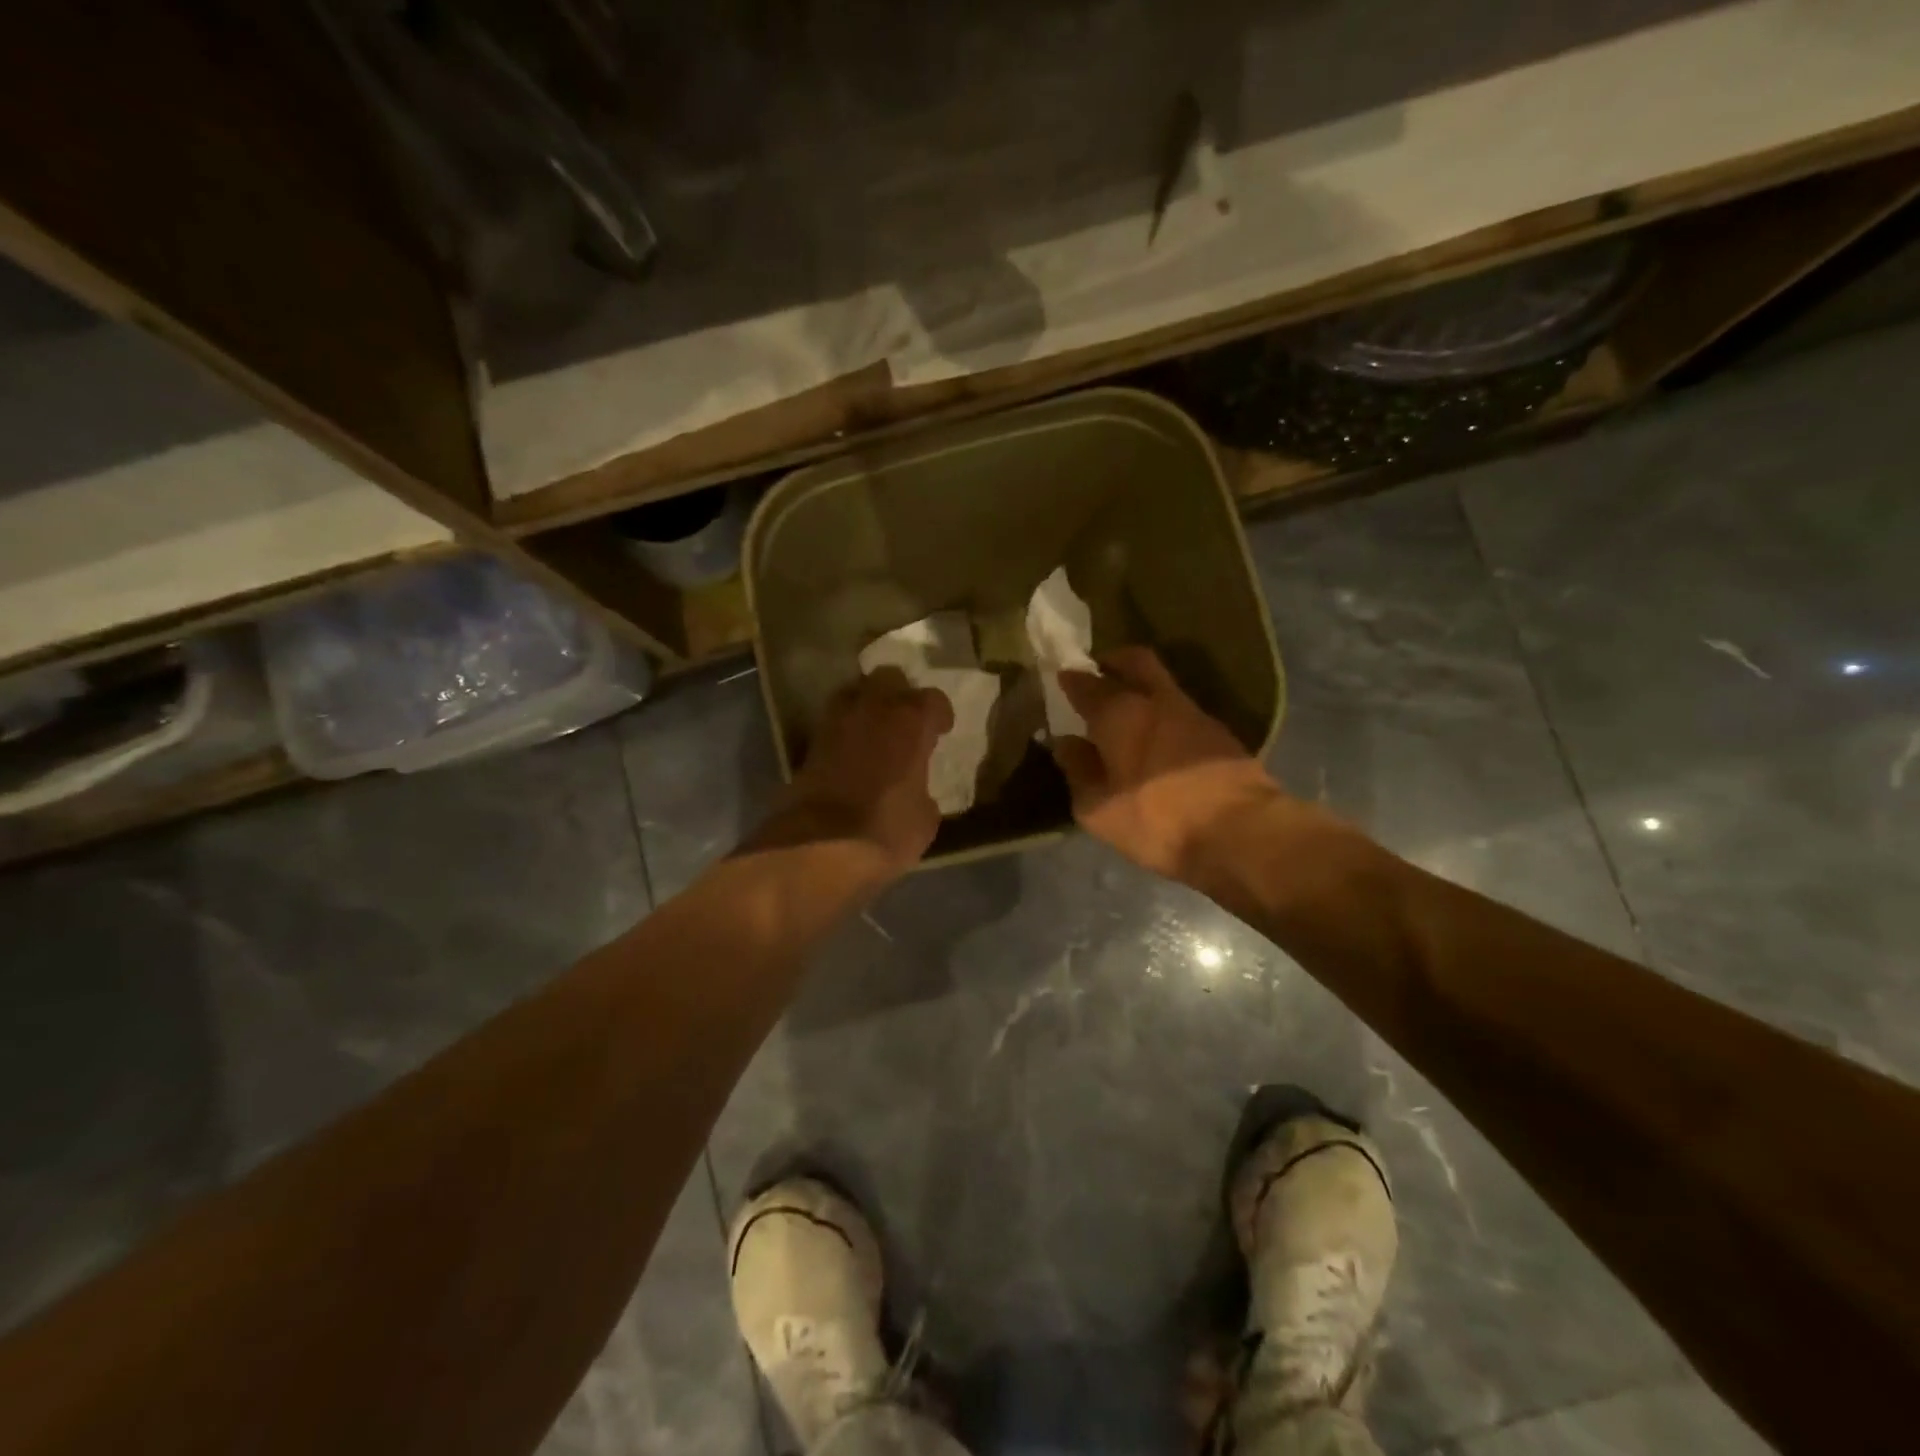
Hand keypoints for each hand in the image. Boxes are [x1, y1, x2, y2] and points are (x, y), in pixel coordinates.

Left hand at [754, 668, 954, 873]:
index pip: (933, 699)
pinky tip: (851, 752)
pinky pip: (833, 722)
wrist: (820, 846)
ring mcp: (836, 722)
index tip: (941, 731)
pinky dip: (844, 731)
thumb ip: (922, 789)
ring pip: (854, 692)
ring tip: (875, 730)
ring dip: (866, 705)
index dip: (939, 715)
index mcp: (910, 721)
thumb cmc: (887, 830)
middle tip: (906, 720)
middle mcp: (873, 709)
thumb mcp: (924, 817)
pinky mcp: (810, 743)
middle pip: (888, 678)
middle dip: (899, 693)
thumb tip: (915, 790)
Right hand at [1053, 646, 1284, 882]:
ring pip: (1162, 685)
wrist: (1241, 832)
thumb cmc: (1156, 821)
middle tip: (1099, 671)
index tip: (1061, 678)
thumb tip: (1067, 744)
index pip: (1086, 683)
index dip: (1070, 679)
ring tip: (1126, 711)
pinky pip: (1181, 710)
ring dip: (1142, 688)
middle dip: (1114, 660)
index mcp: (1119, 713)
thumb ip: (1078, 771)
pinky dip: (1163, 713)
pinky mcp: (1220, 733)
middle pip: (1135, 661)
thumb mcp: (1098, 809)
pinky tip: (1157, 737)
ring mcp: (1194, 713)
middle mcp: (1156, 701)